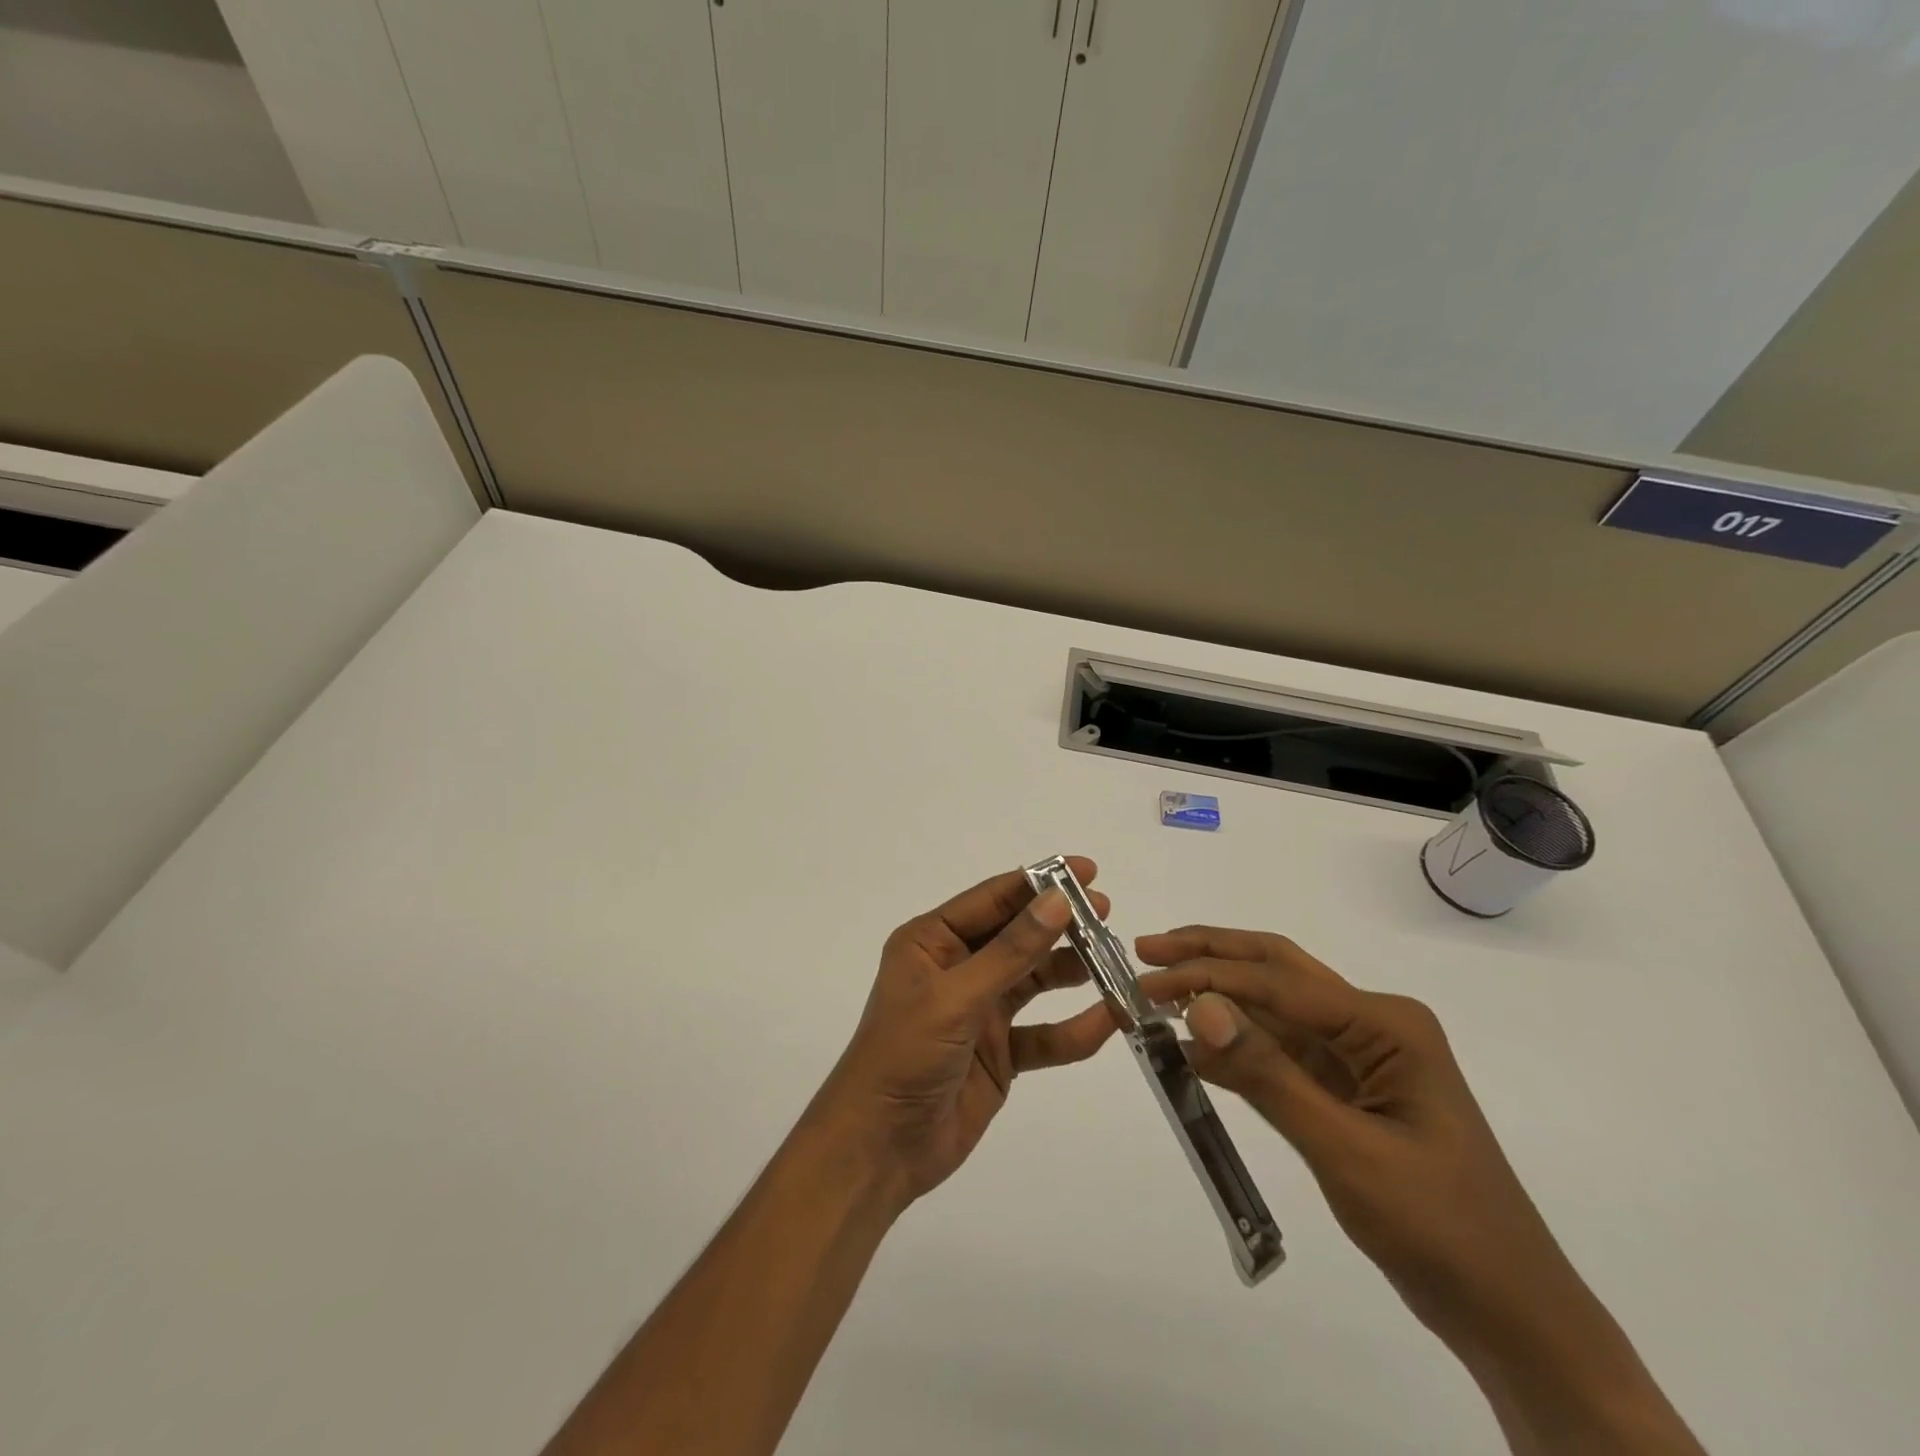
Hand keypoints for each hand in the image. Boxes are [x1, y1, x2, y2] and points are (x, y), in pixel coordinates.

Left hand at [810, 861, 1118, 1210]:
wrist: (879, 1148)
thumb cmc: (905, 1055)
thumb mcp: (957, 997)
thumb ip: (1011, 952)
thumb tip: (1058, 900)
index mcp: (933, 942)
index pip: (993, 899)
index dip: (1039, 882)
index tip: (1087, 870)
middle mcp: (957, 968)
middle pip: (1018, 936)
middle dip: (1061, 924)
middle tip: (1107, 913)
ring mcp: (979, 1011)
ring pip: (1034, 981)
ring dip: (1072, 971)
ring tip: (1115, 961)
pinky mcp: (998, 1053)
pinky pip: (1043, 1034)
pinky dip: (1074, 1029)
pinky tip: (1110, 1020)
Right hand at [1136, 927, 1704, 1455]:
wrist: (1513, 1317)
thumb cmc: (1440, 1228)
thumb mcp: (1346, 1150)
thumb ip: (1268, 1074)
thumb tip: (1199, 1006)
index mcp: (1385, 1023)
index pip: (1278, 981)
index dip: (1208, 975)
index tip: (1146, 981)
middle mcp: (1372, 1023)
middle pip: (1277, 970)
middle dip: (1211, 954)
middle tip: (1147, 950)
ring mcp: (1360, 1054)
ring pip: (1273, 1007)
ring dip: (1217, 995)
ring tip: (1158, 986)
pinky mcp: (1346, 1087)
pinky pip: (1279, 1051)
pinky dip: (1234, 1045)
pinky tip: (1192, 1045)